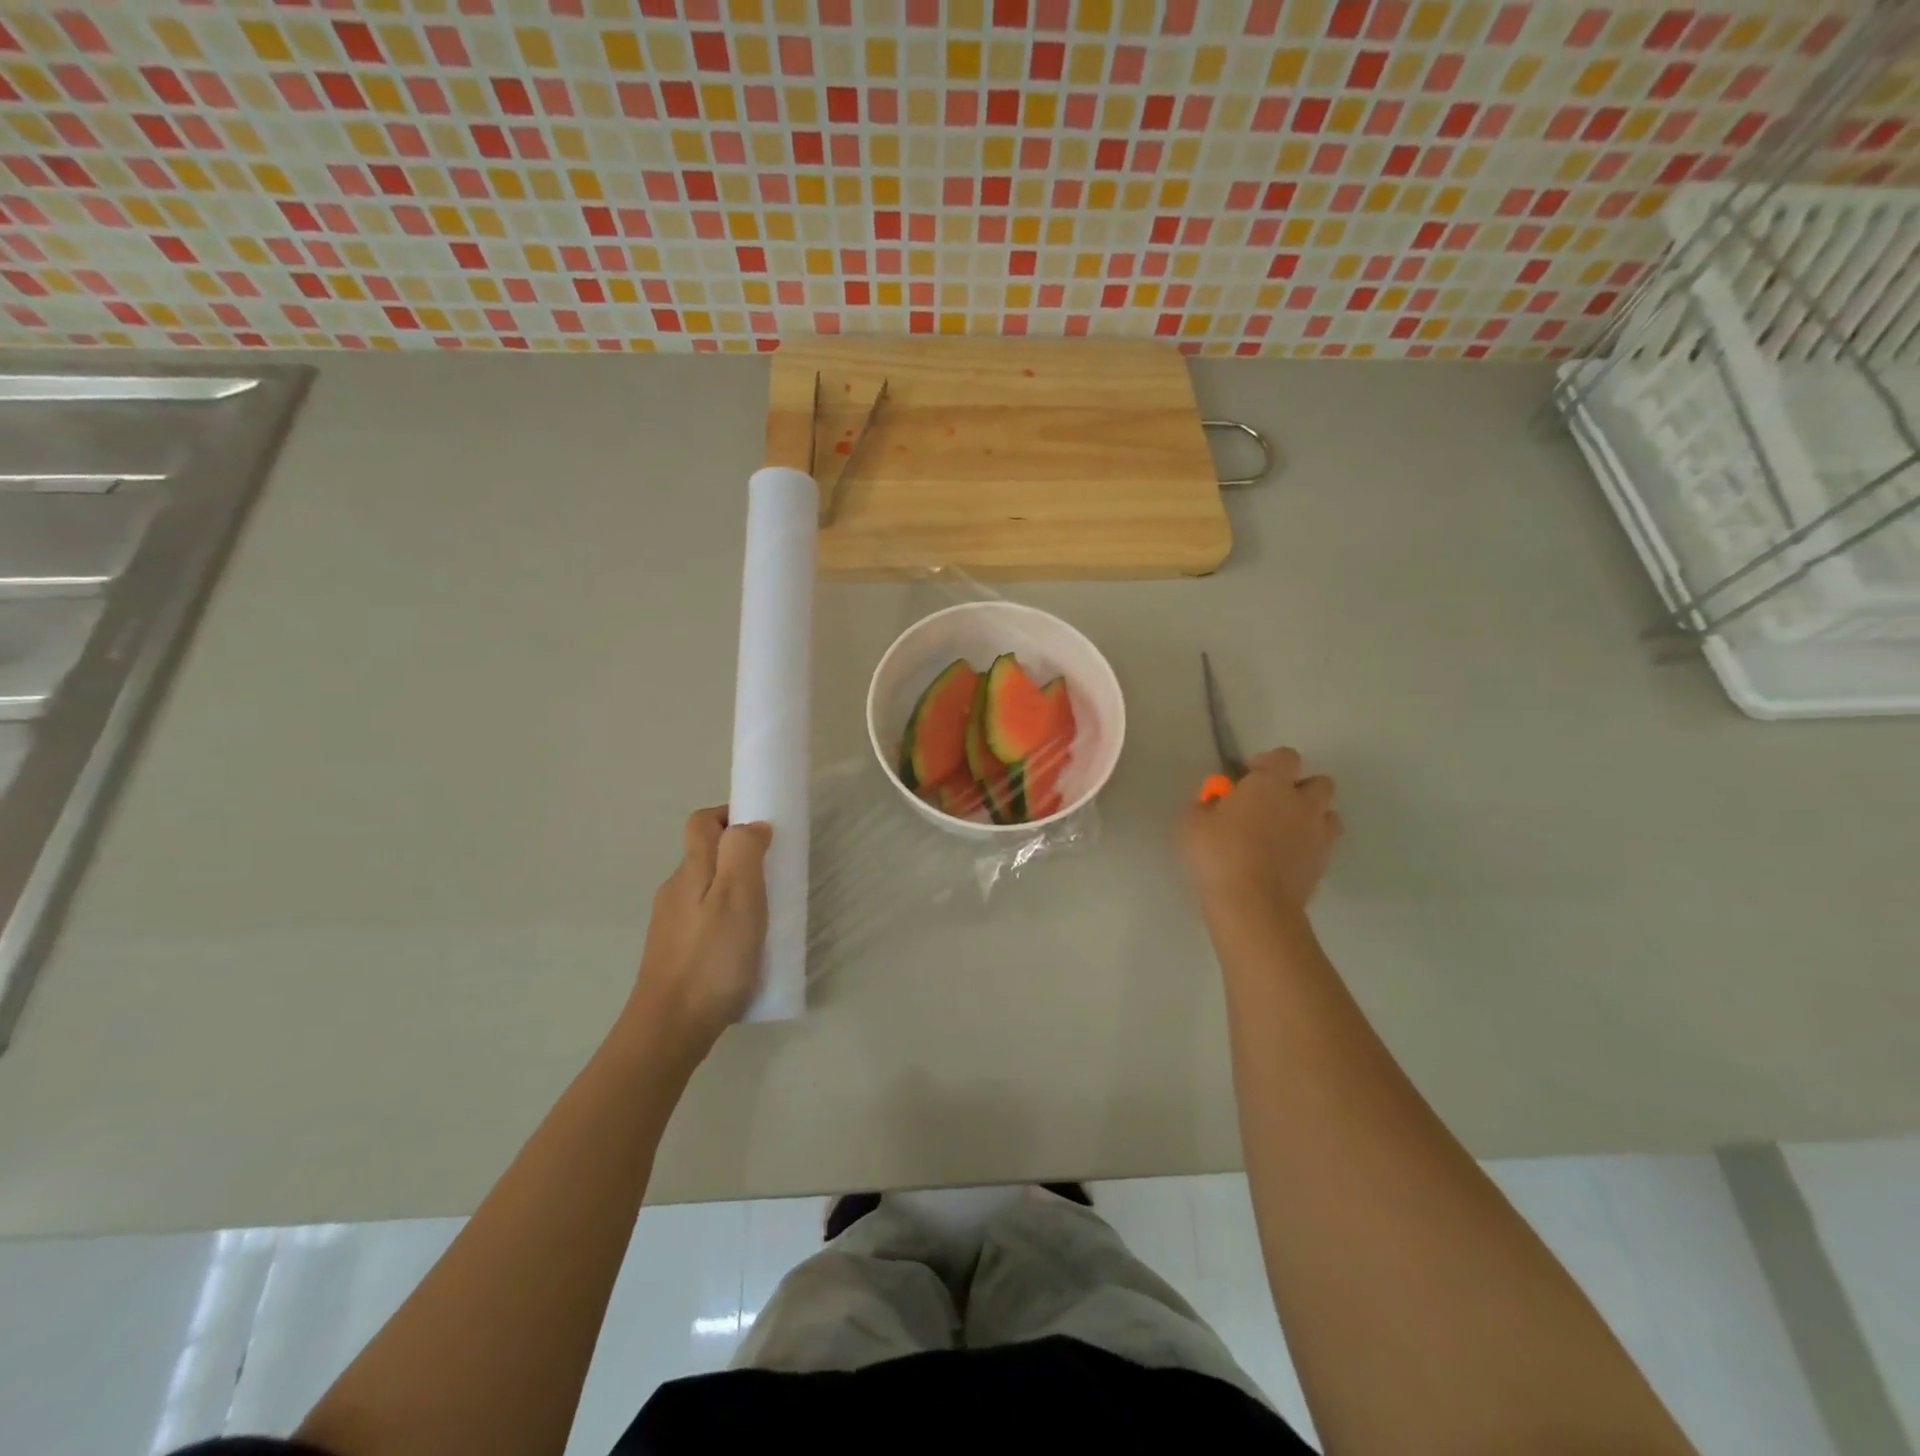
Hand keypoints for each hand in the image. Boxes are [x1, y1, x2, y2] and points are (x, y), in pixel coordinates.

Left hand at [620, 808, 771, 1065]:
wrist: (669, 1028)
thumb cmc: (711, 958)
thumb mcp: (739, 897)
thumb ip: (744, 853)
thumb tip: (751, 825)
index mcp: (691, 870)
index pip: (702, 822)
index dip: (729, 815)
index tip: (763, 832)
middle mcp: (675, 890)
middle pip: (704, 854)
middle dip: (739, 855)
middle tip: (774, 876)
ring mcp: (670, 923)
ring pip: (705, 889)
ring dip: (734, 889)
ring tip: (764, 915)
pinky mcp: (673, 951)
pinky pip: (703, 919)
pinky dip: (725, 919)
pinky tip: (743, 947)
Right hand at [1182, 747, 1340, 917]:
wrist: (1253, 905)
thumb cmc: (1219, 854)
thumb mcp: (1192, 823)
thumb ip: (1206, 804)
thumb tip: (1215, 802)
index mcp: (1272, 784)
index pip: (1285, 757)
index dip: (1268, 762)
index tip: (1248, 776)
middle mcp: (1303, 803)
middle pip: (1319, 782)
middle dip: (1298, 788)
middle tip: (1270, 804)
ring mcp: (1318, 835)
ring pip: (1327, 814)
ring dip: (1310, 817)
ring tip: (1282, 833)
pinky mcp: (1323, 865)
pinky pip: (1322, 845)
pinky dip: (1308, 846)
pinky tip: (1284, 859)